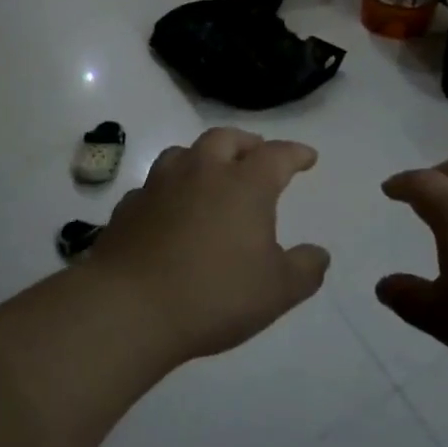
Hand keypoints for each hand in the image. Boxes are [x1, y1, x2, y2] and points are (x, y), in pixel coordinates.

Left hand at [87, 128, 330, 364]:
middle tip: (256, 154)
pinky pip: (153, 186)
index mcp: (244, 185)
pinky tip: (170, 208)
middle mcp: (202, 172)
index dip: (295, 153)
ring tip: (210, 173)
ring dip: (203, 157)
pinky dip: (169, 189)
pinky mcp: (128, 207)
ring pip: (183, 153)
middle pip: (225, 139)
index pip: (276, 155)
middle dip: (246, 143)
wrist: (129, 308)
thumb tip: (318, 254)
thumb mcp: (277, 291)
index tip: (307, 158)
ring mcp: (159, 186)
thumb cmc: (214, 295)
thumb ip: (305, 269)